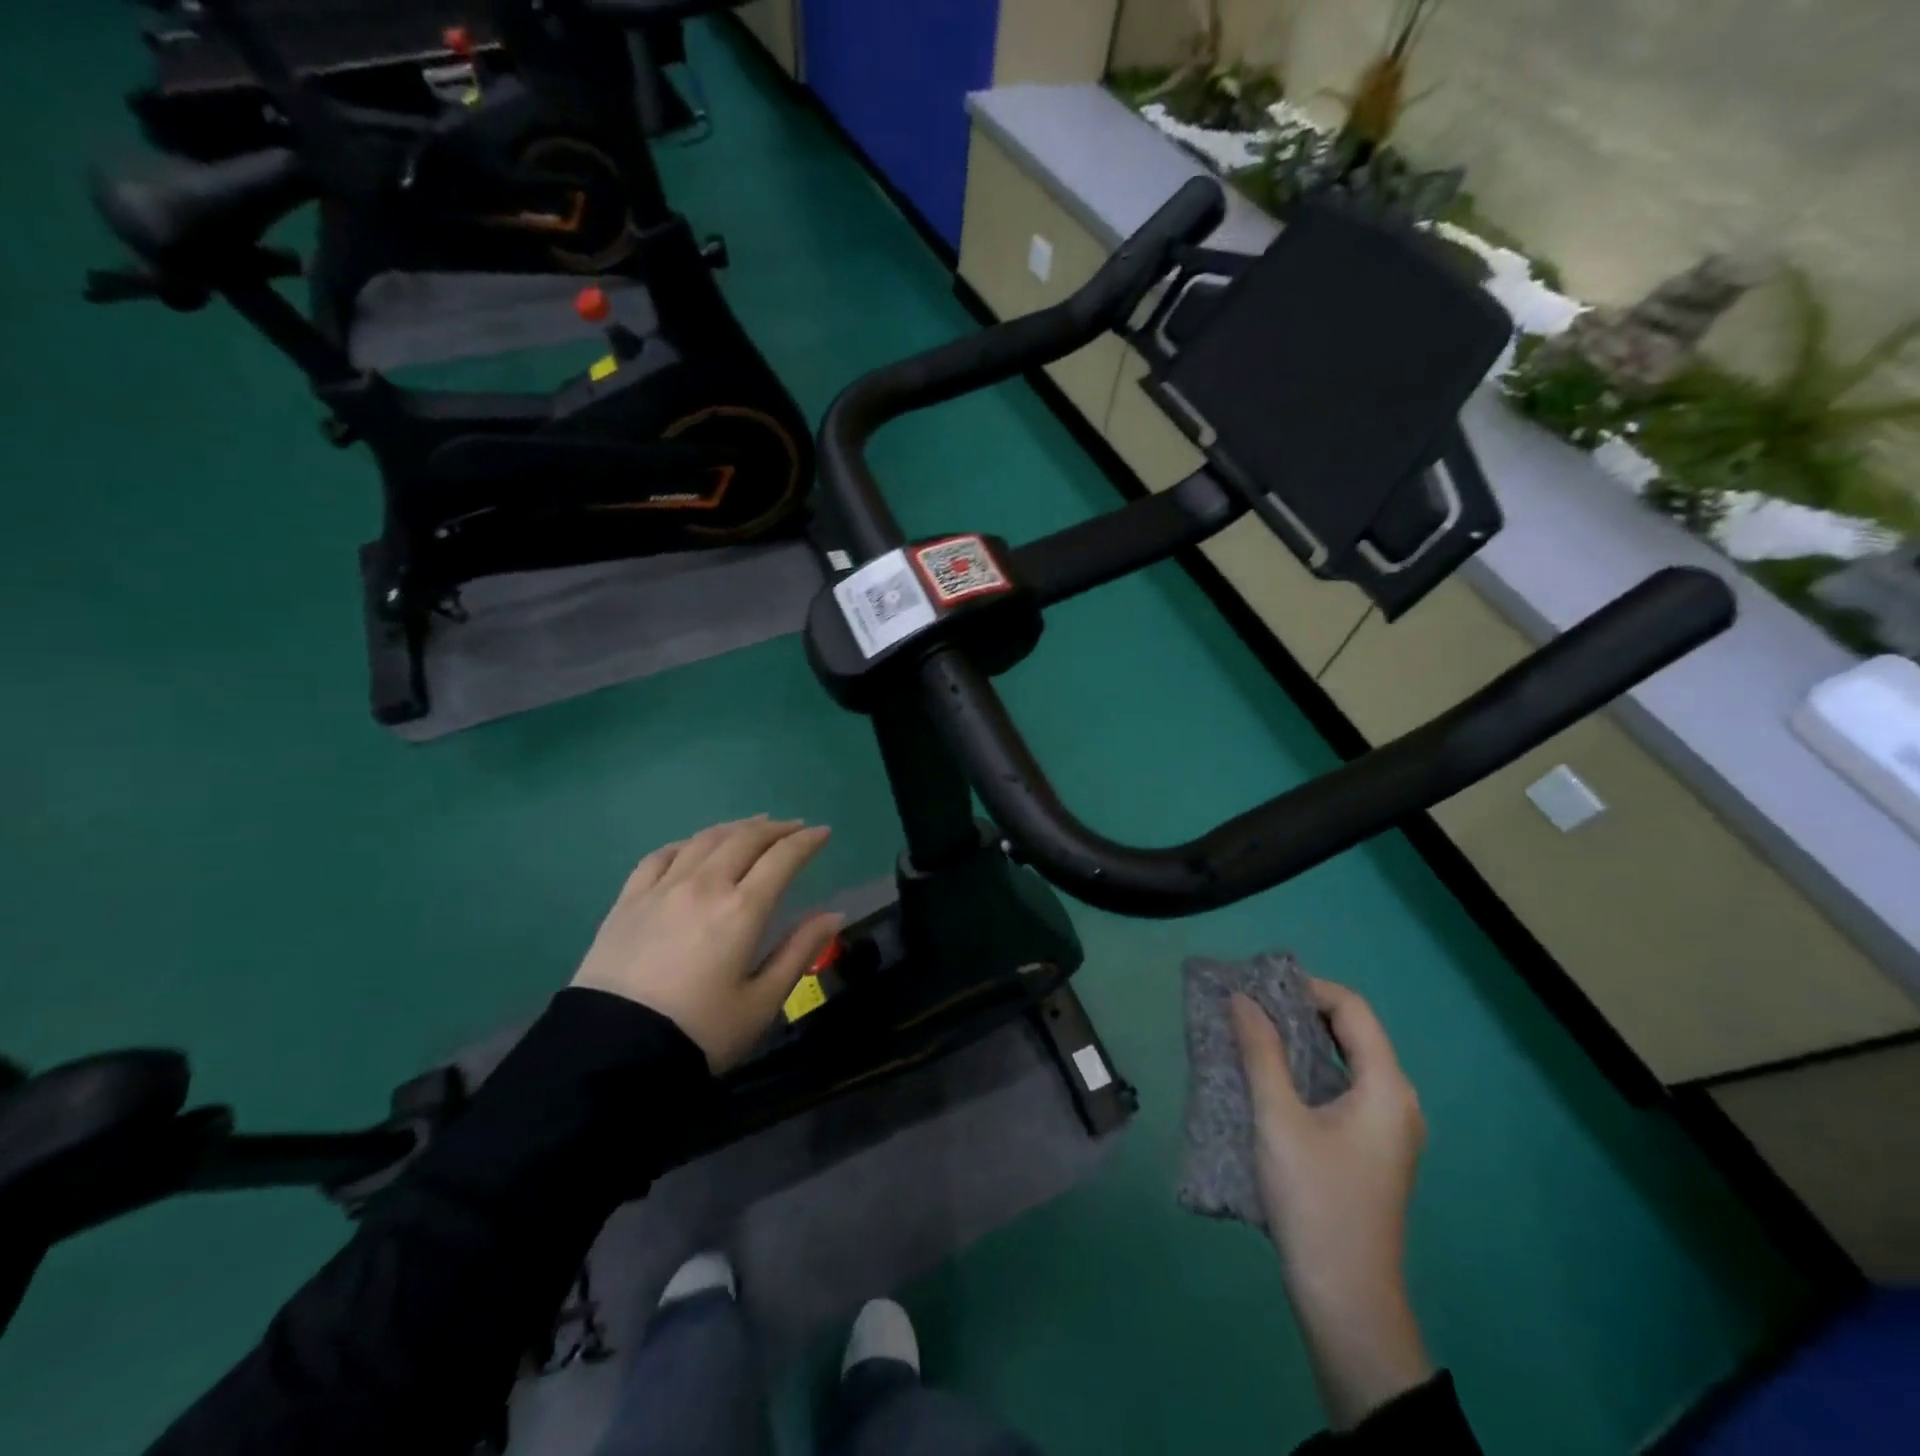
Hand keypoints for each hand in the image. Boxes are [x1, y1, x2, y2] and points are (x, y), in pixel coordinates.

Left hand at [571, 817, 842, 1072]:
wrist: (611, 1055)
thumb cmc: (699, 1033)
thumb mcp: (761, 1003)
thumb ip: (800, 952)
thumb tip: (834, 915)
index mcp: (742, 910)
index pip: (782, 858)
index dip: (806, 841)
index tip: (823, 833)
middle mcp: (704, 886)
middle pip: (744, 839)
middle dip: (775, 829)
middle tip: (794, 828)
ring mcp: (662, 889)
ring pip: (704, 840)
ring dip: (735, 828)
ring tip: (752, 827)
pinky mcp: (628, 900)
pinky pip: (660, 855)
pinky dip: (686, 843)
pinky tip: (693, 846)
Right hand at [1233, 979, 1431, 1429]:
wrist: (1346, 1298)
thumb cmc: (1314, 1200)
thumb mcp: (1278, 1119)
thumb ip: (1261, 1051)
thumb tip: (1242, 999)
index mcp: (1387, 1088)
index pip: (1352, 1009)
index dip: (1306, 988)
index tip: (1258, 989)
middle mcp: (1398, 1101)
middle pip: (1352, 1032)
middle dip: (1300, 1012)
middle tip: (1250, 1007)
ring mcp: (1389, 1129)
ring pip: (1346, 1062)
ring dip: (1301, 1042)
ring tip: (1253, 1036)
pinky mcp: (1373, 1150)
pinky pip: (1343, 1089)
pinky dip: (1309, 1072)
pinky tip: (1271, 1080)